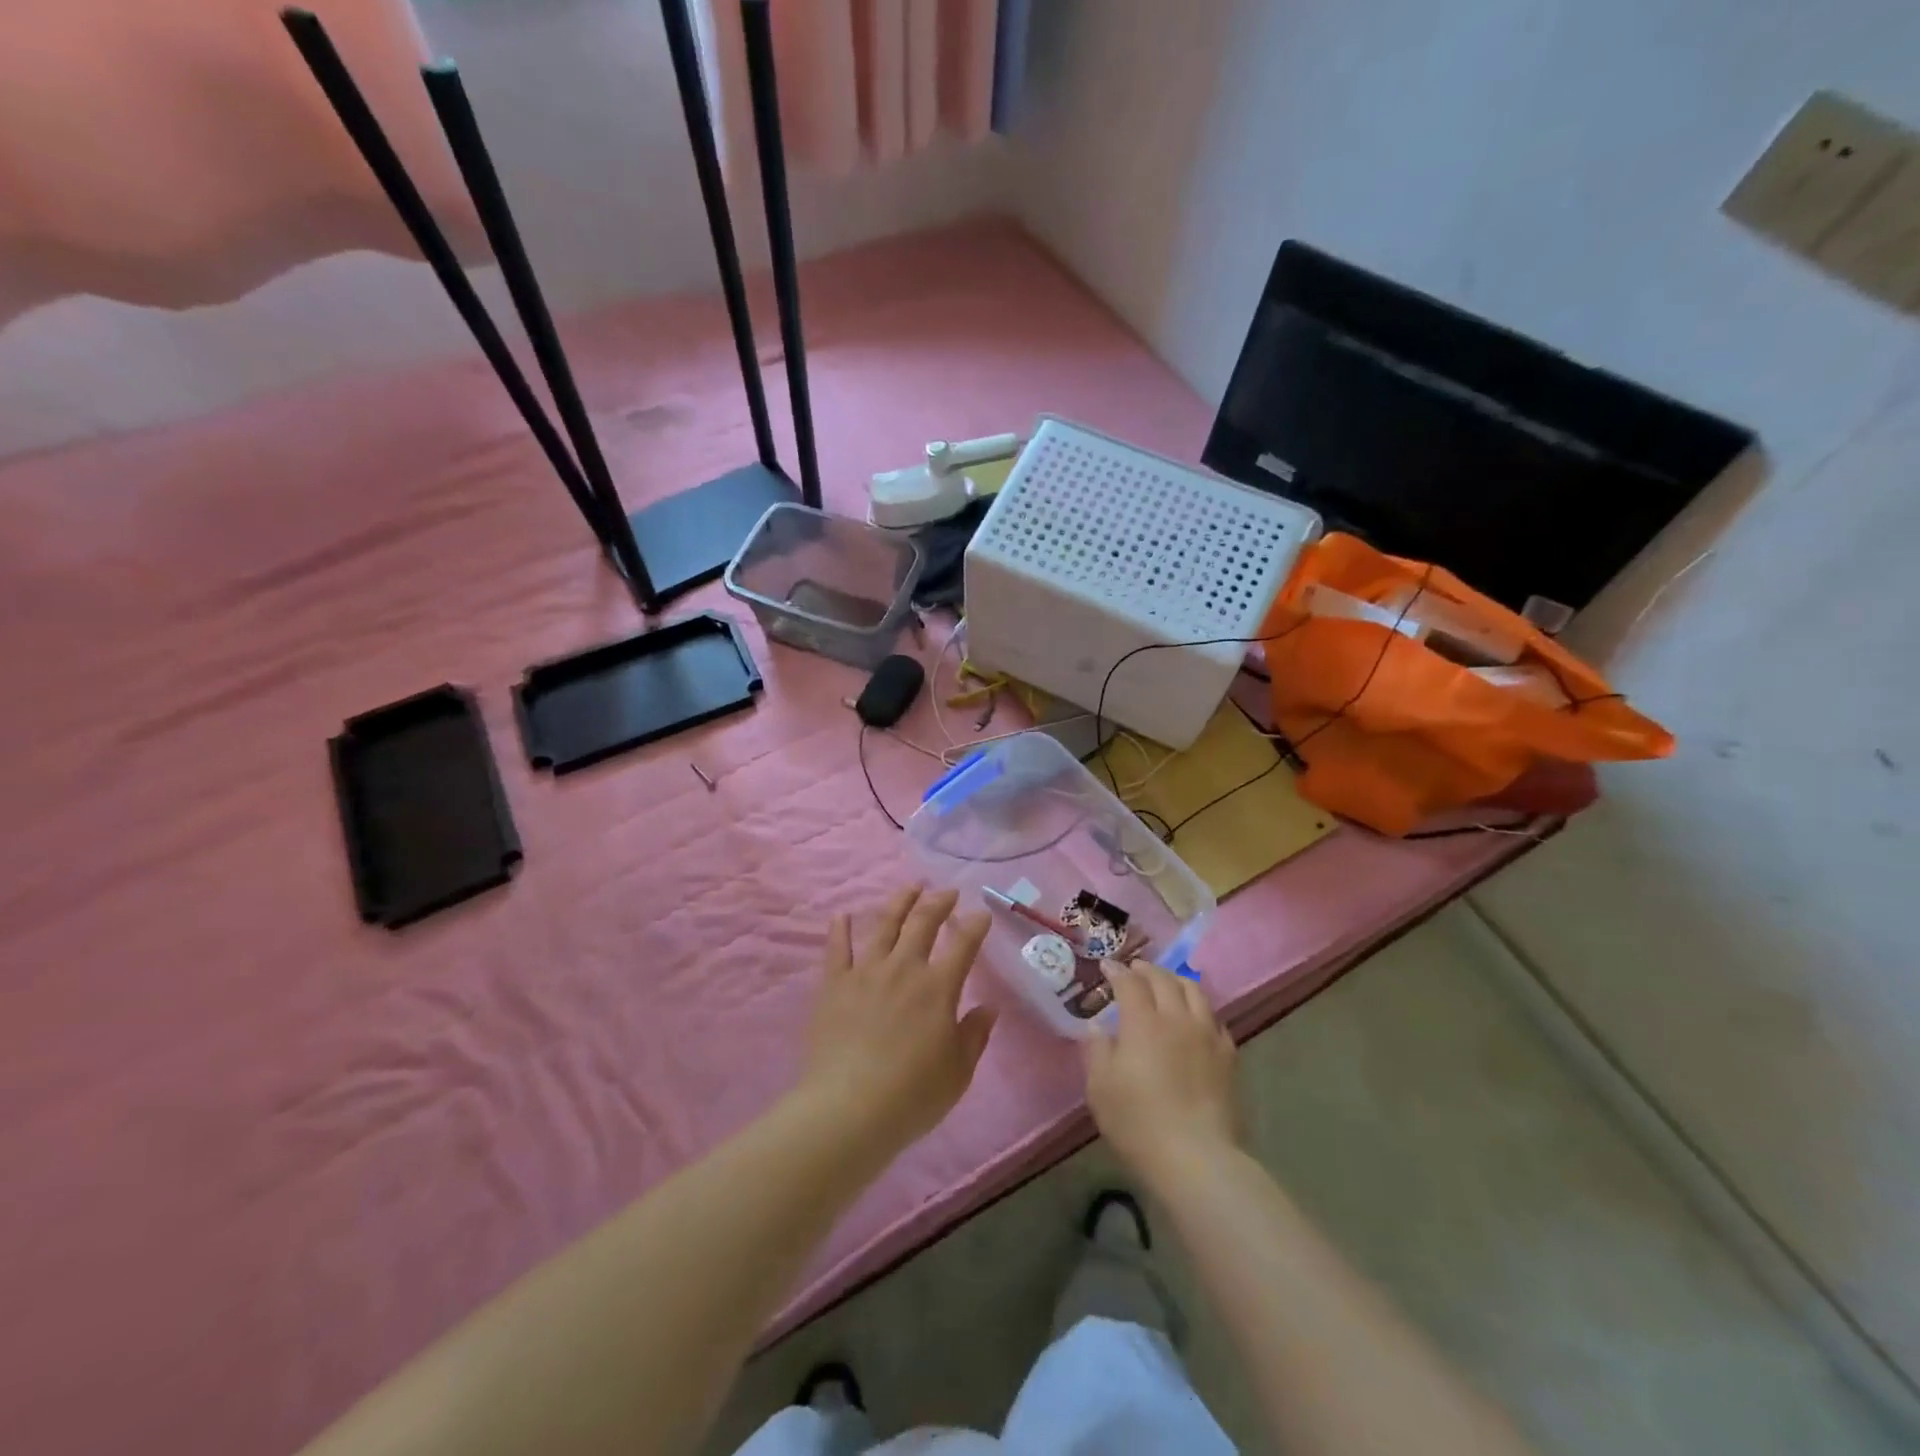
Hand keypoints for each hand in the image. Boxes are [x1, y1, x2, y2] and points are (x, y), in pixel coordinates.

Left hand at [799, 884, 995, 1156]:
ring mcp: (866, 972)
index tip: (982, 913)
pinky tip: (841, 915)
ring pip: (884, 925)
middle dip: (939, 902)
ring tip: (910, 887)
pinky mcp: (834, 984)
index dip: (975, 925)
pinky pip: (837, 949)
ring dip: (899, 902)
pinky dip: (840, 929)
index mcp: (938, 987)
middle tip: (948, 892)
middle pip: (923, 923)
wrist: (849, 1109)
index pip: (963, 944)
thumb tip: (988, 1007)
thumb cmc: (912, 1095)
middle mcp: (904, 968)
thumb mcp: (958, 1071)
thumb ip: (974, 1034)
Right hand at [1085, 960, 1241, 1190]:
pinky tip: (1196, 1018)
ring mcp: (1207, 1035)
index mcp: (1142, 1021)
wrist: (1196, 1157)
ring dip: (1176, 980)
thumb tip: (1096, 1025)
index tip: (1107, 966)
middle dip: (1147, 969)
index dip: (1117, 971)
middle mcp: (1176, 1018)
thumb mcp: (1100, 1087)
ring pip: (1194, 992)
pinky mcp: (1228, 1056)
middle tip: (1135, 968)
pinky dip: (1200, 1009)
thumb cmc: (1137, 1121)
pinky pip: (1215, 1019)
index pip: (1129, 982)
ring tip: (1167, 983)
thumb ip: (1096, 1050)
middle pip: (1164, 980)